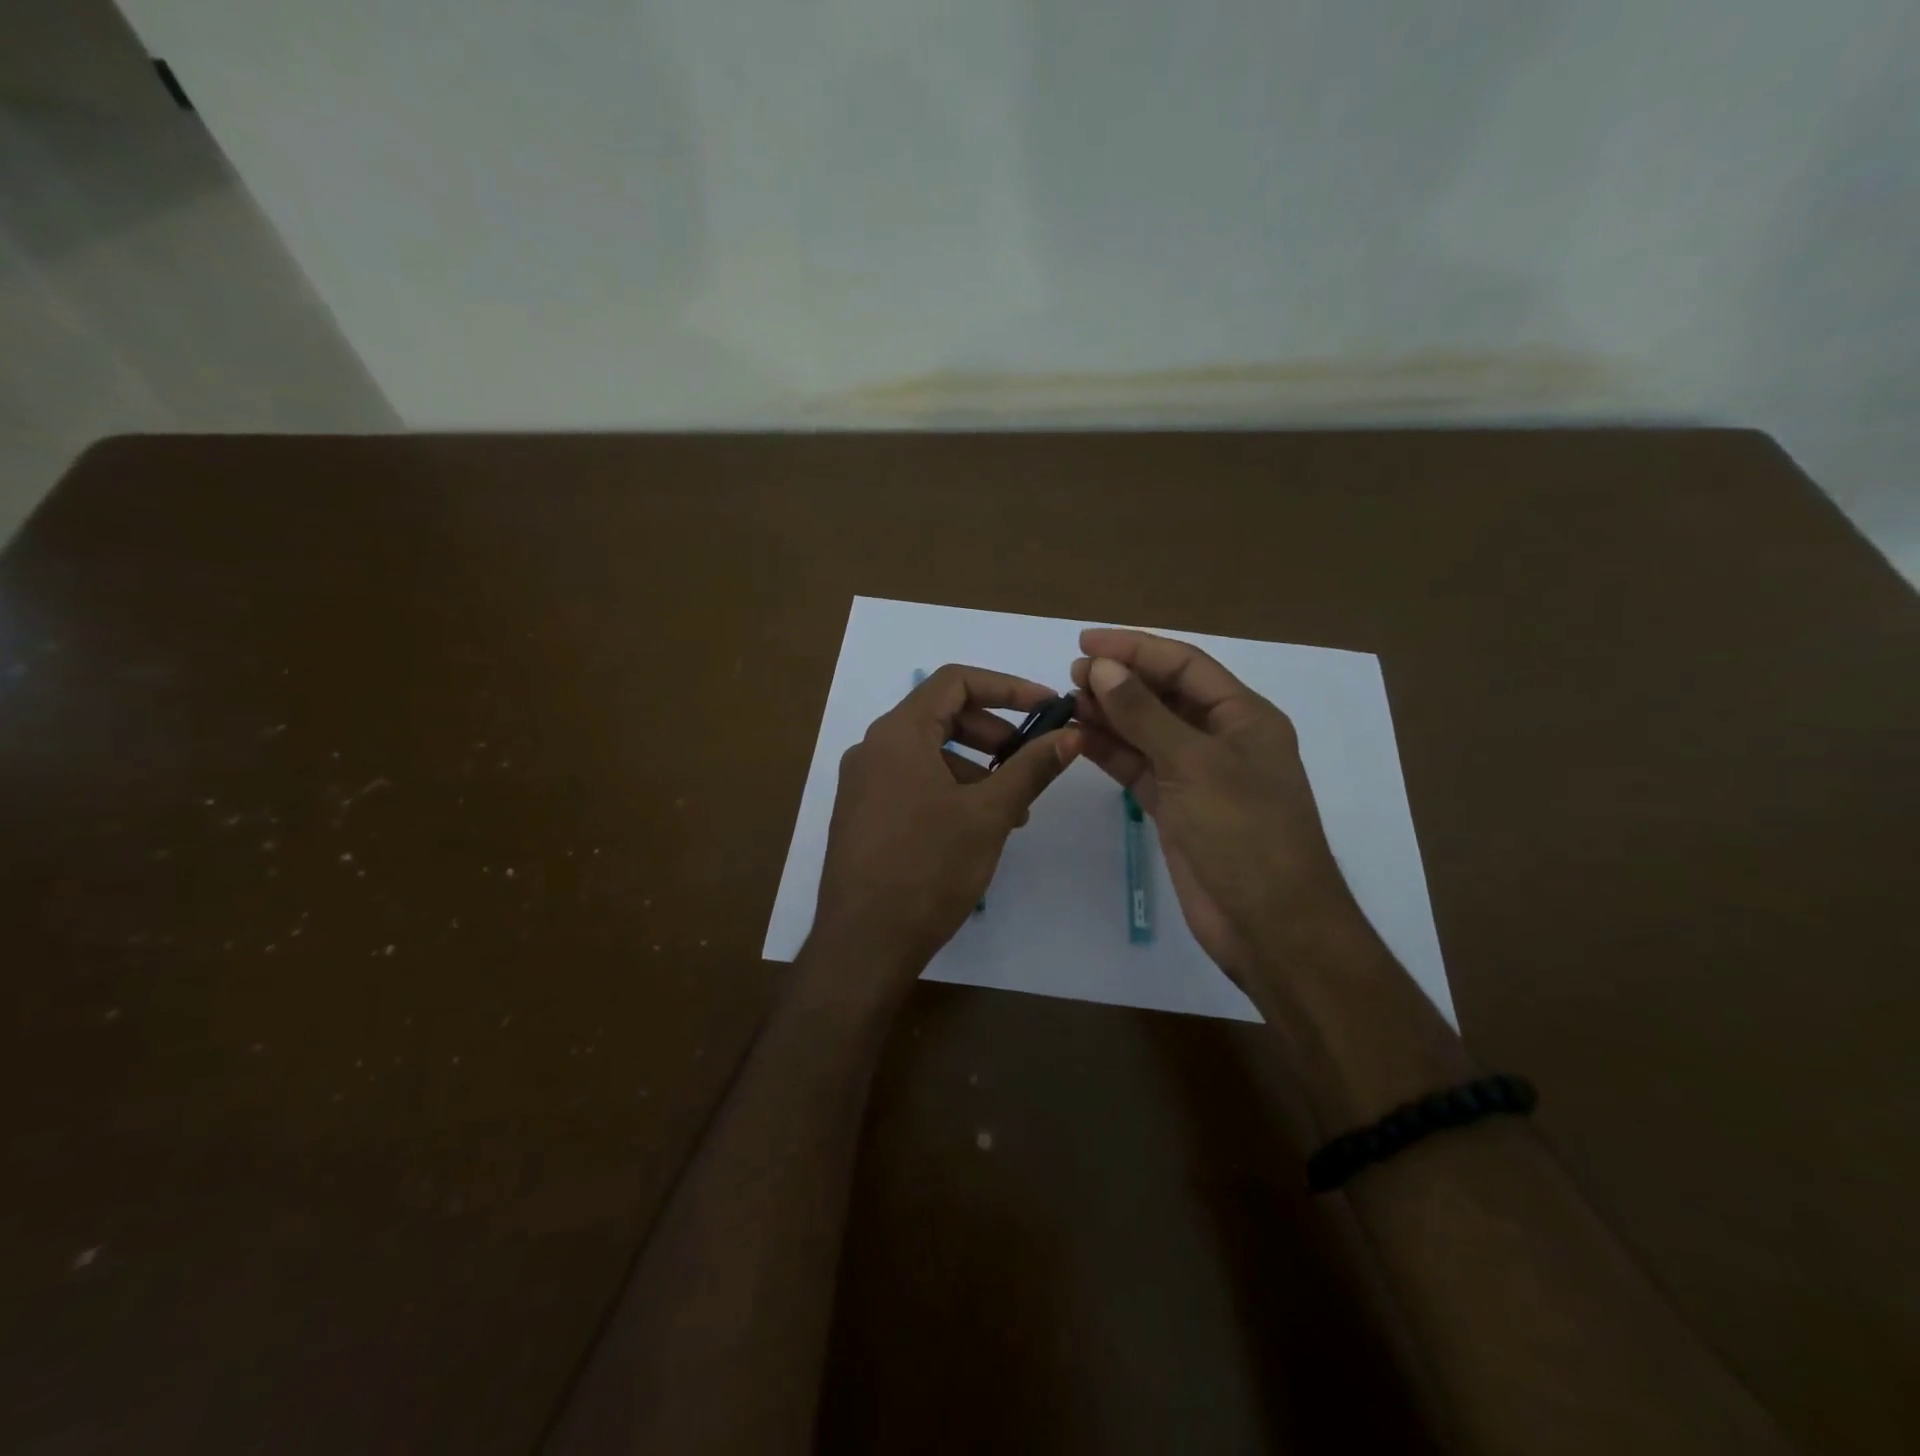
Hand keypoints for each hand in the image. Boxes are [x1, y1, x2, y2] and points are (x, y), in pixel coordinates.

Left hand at [807, 664, 1079, 1003]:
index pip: (955, 681)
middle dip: (994, 732)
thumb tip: (1071, 735)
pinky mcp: (862, 814)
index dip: (1007, 687)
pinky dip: (950, 789)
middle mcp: (873, 748)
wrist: (863, 943)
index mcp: (898, 733)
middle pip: (942, 715)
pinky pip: (912, 782)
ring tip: (1012, 808)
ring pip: (929, 753)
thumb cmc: (928, 868)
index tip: (1046, 709)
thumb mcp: (989, 814)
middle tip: (1030, 760)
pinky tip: (977, 828)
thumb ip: (1031, 768)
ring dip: (976, 767)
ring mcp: (862, 783)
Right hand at [1071, 629, 1369, 993]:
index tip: (1086, 643)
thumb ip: (1144, 714)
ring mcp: (1197, 776)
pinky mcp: (1176, 808)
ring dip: (1110, 716)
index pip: (1184, 665)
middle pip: (1164, 695)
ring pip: (1147, 732)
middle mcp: (1221, 739)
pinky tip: (1078, 739)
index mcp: (1243, 716)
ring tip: (1068, 703)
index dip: (1136, 648)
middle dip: (1120, 681)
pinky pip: (1138, 768)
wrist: (1269, 924)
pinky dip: (1110, 753)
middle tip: (1072, 676)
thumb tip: (1103, 668)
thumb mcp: (1194, 764)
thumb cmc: (1244, 832)